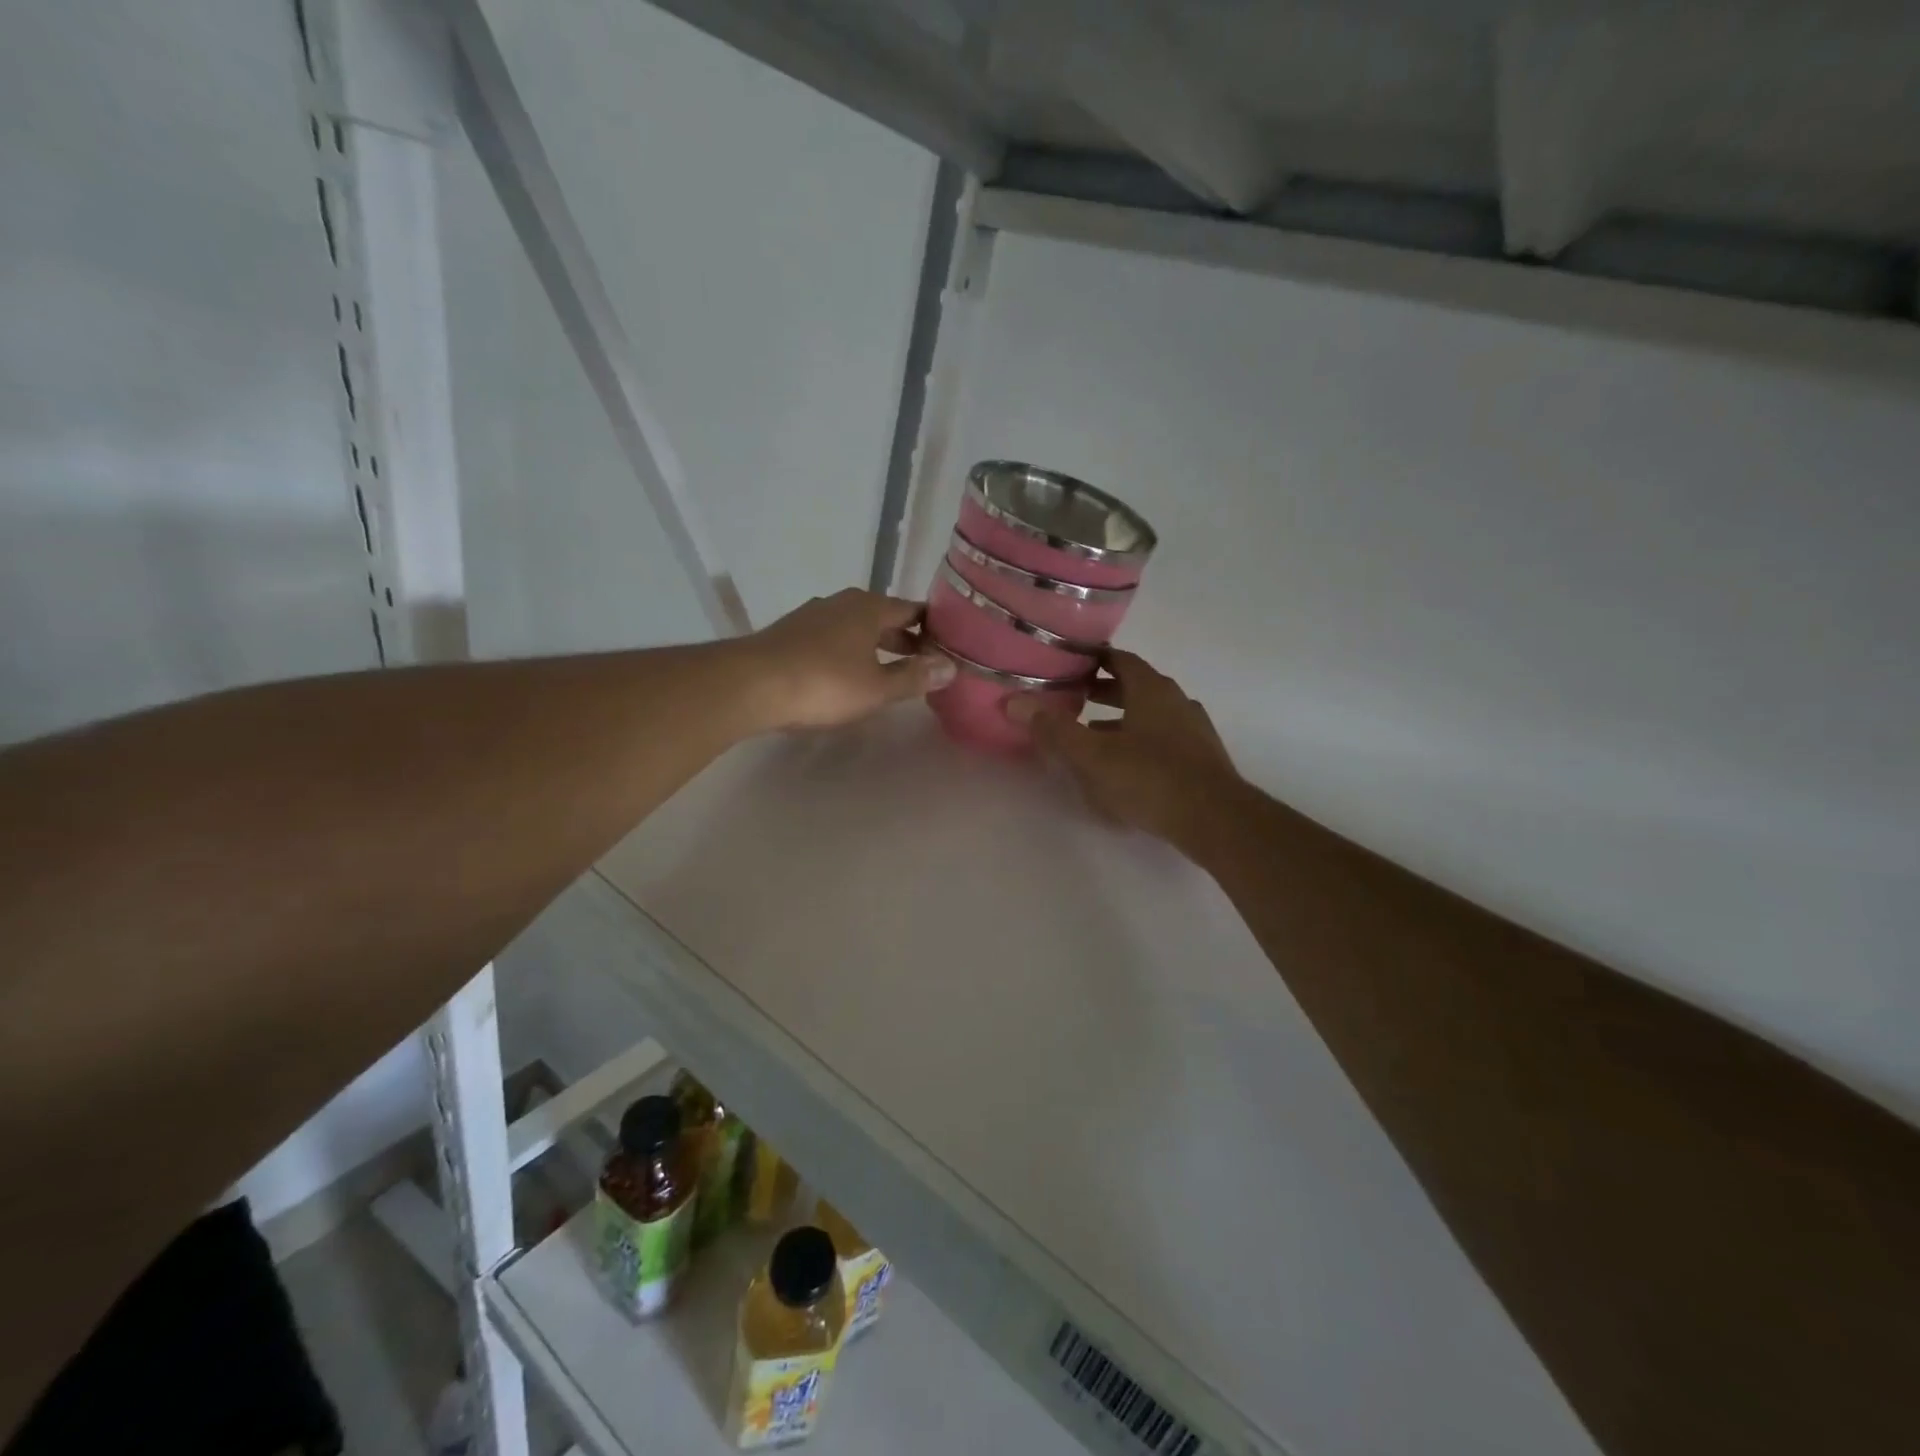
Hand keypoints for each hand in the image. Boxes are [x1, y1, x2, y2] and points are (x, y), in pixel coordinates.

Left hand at [743, 588, 954, 730]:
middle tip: (926, 662)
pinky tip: (848, 673)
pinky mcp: (791, 633)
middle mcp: (842, 603)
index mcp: (869, 608)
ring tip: (890, 670)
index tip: (950, 645)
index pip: (912, 610)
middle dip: (905, 639)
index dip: (933, 627)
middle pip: (884, 617)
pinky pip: (833, 638)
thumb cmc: (823, 683)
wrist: (750, 684)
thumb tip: (951, 667)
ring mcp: (813, 615)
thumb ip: (914, 677)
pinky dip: (849, 651)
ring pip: (856, 627)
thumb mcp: (877, 688)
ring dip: (876, 646)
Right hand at [1008, 650, 1241, 850]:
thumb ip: (1054, 729)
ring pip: (1150, 715)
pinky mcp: (1201, 760)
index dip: (1093, 657)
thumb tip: (1015, 702)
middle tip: (1072, 697)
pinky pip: (1163, 740)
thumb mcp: (1093, 755)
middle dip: (1103, 690)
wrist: (1216, 820)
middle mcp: (1176, 701)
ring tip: (1091, 734)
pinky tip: (1124, 768)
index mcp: (1151, 689)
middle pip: (1136, 686)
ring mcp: (1193, 731)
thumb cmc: (1150, 778)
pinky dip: (1139, 743)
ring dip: (1121, 720)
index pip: (1120, 659)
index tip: (1068, 662)